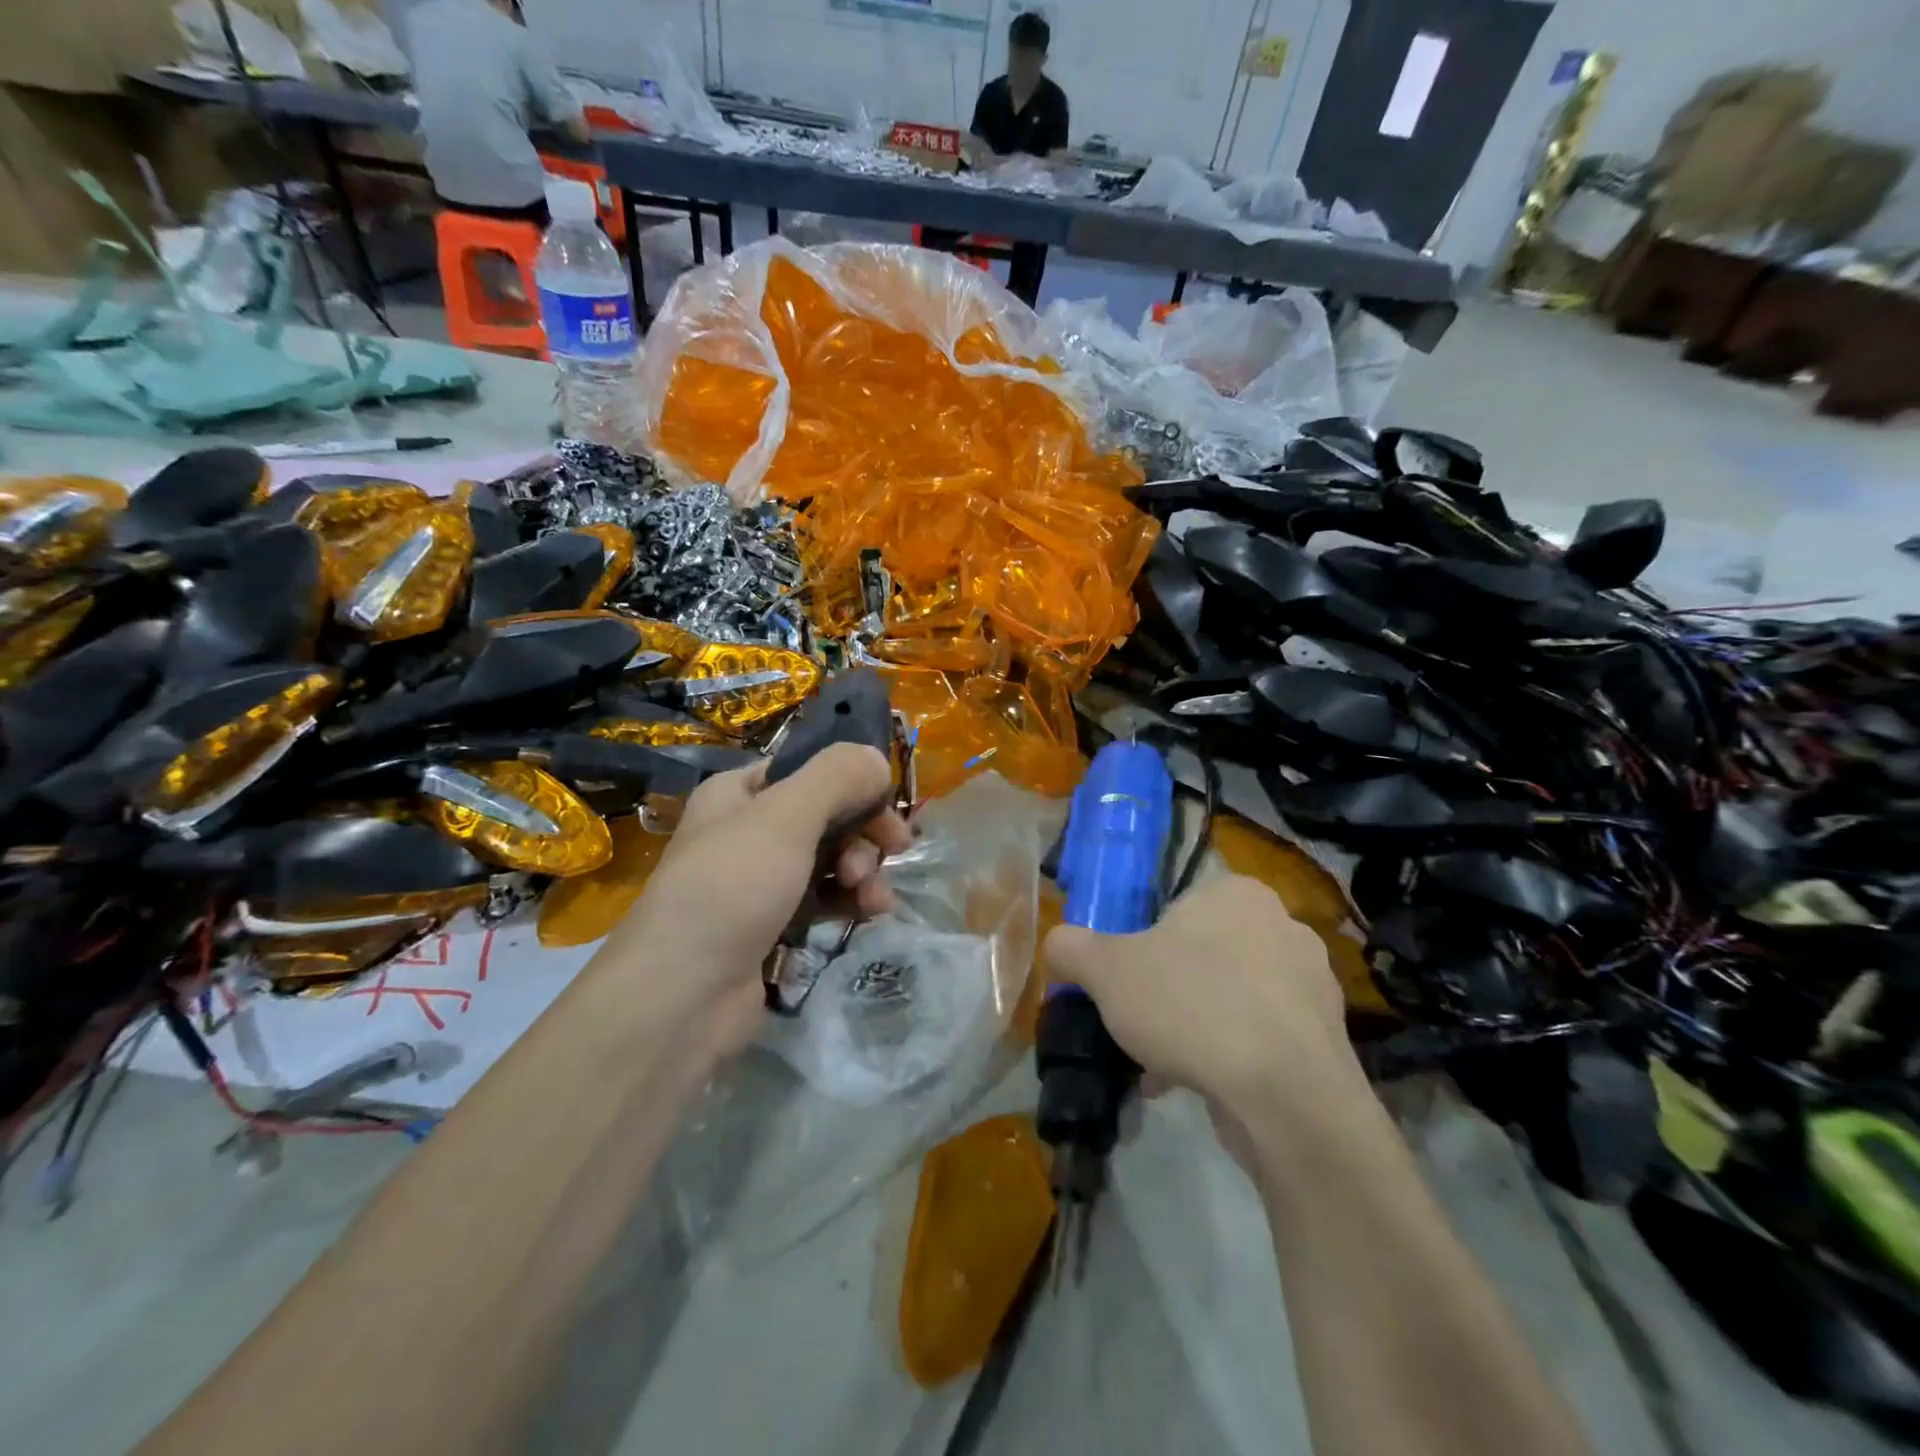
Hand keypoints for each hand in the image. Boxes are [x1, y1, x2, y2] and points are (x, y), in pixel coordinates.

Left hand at [600, 744, 912, 1058]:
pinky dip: (850, 901)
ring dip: (863, 869)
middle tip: (893, 849)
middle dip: (864, 830)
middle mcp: (746, 832)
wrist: (682, 998)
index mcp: (737, 794)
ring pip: (830, 859)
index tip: (888, 802)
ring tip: (872, 894)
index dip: (852, 781)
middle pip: (825, 814)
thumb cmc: (731, 889)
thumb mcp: (785, 818)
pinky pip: (824, 900)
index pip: (806, 769)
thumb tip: (878, 760)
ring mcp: (759, 882)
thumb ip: (837, 777)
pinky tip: (871, 913)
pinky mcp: (773, 927)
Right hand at [1044, 875, 1362, 1126]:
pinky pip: (1261, 1037)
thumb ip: (1072, 947)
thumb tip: (1057, 943)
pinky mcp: (1327, 1038)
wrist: (1286, 1097)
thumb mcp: (1106, 971)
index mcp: (1237, 893)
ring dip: (1195, 1026)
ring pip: (1232, 998)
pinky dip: (1229, 1056)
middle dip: (1170, 990)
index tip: (1128, 980)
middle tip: (1141, 1022)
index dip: (1145, 943)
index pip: (1179, 906)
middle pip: (1204, 953)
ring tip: (1162, 1066)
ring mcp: (1312, 984)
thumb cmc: (1191, 1006)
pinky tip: (1196, 1086)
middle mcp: (1283, 926)